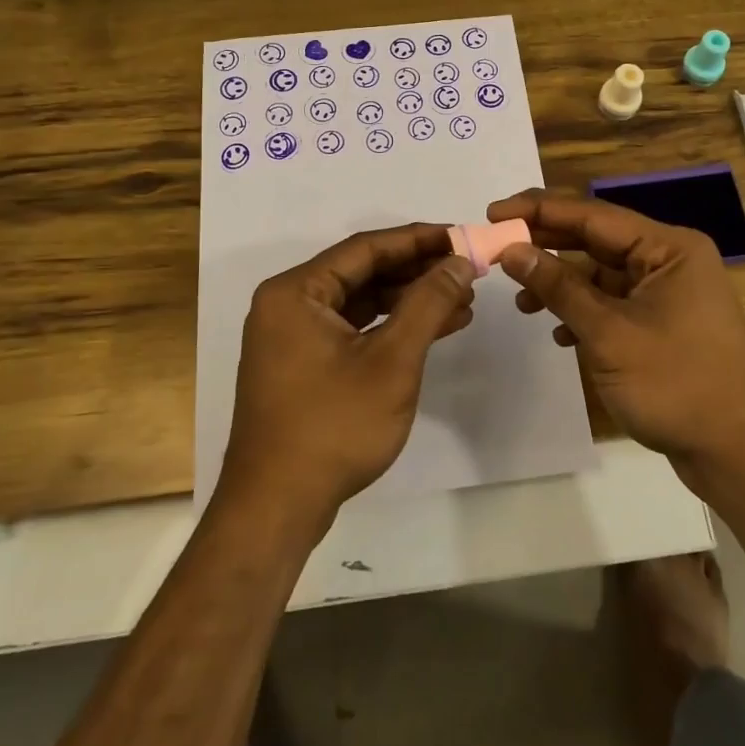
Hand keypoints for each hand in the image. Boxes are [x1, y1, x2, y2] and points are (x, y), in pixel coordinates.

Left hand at [218, 224, 476, 530]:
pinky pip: (353, 330)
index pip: (366, 248)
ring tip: (462, 301)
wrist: (277, 508)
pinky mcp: (303, 366)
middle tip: (467, 270)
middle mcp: (288, 305)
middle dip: (417, 272)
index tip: (461, 236)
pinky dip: (390, 328)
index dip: (418, 239)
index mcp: (296, 292)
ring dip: (409, 301)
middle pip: (362, 273)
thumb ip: (427, 304)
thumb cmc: (333, 426)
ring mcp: (293, 338)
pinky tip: (433, 329)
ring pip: (360, 303)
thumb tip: (459, 262)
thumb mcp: (392, 361)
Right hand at [486, 190, 744, 481]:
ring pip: (602, 273)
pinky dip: (583, 311)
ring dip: (561, 284)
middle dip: (546, 245)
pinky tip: (558, 331)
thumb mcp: (608, 333)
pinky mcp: (663, 322)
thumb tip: (512, 250)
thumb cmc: (676, 384)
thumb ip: (558, 286)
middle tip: (497, 248)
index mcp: (668, 248)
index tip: (493, 212)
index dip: (539, 211)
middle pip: (596, 239)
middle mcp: (670, 260)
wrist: (738, 452)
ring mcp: (668, 292)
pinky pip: (613, 302)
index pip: (593, 215)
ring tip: (521, 302)